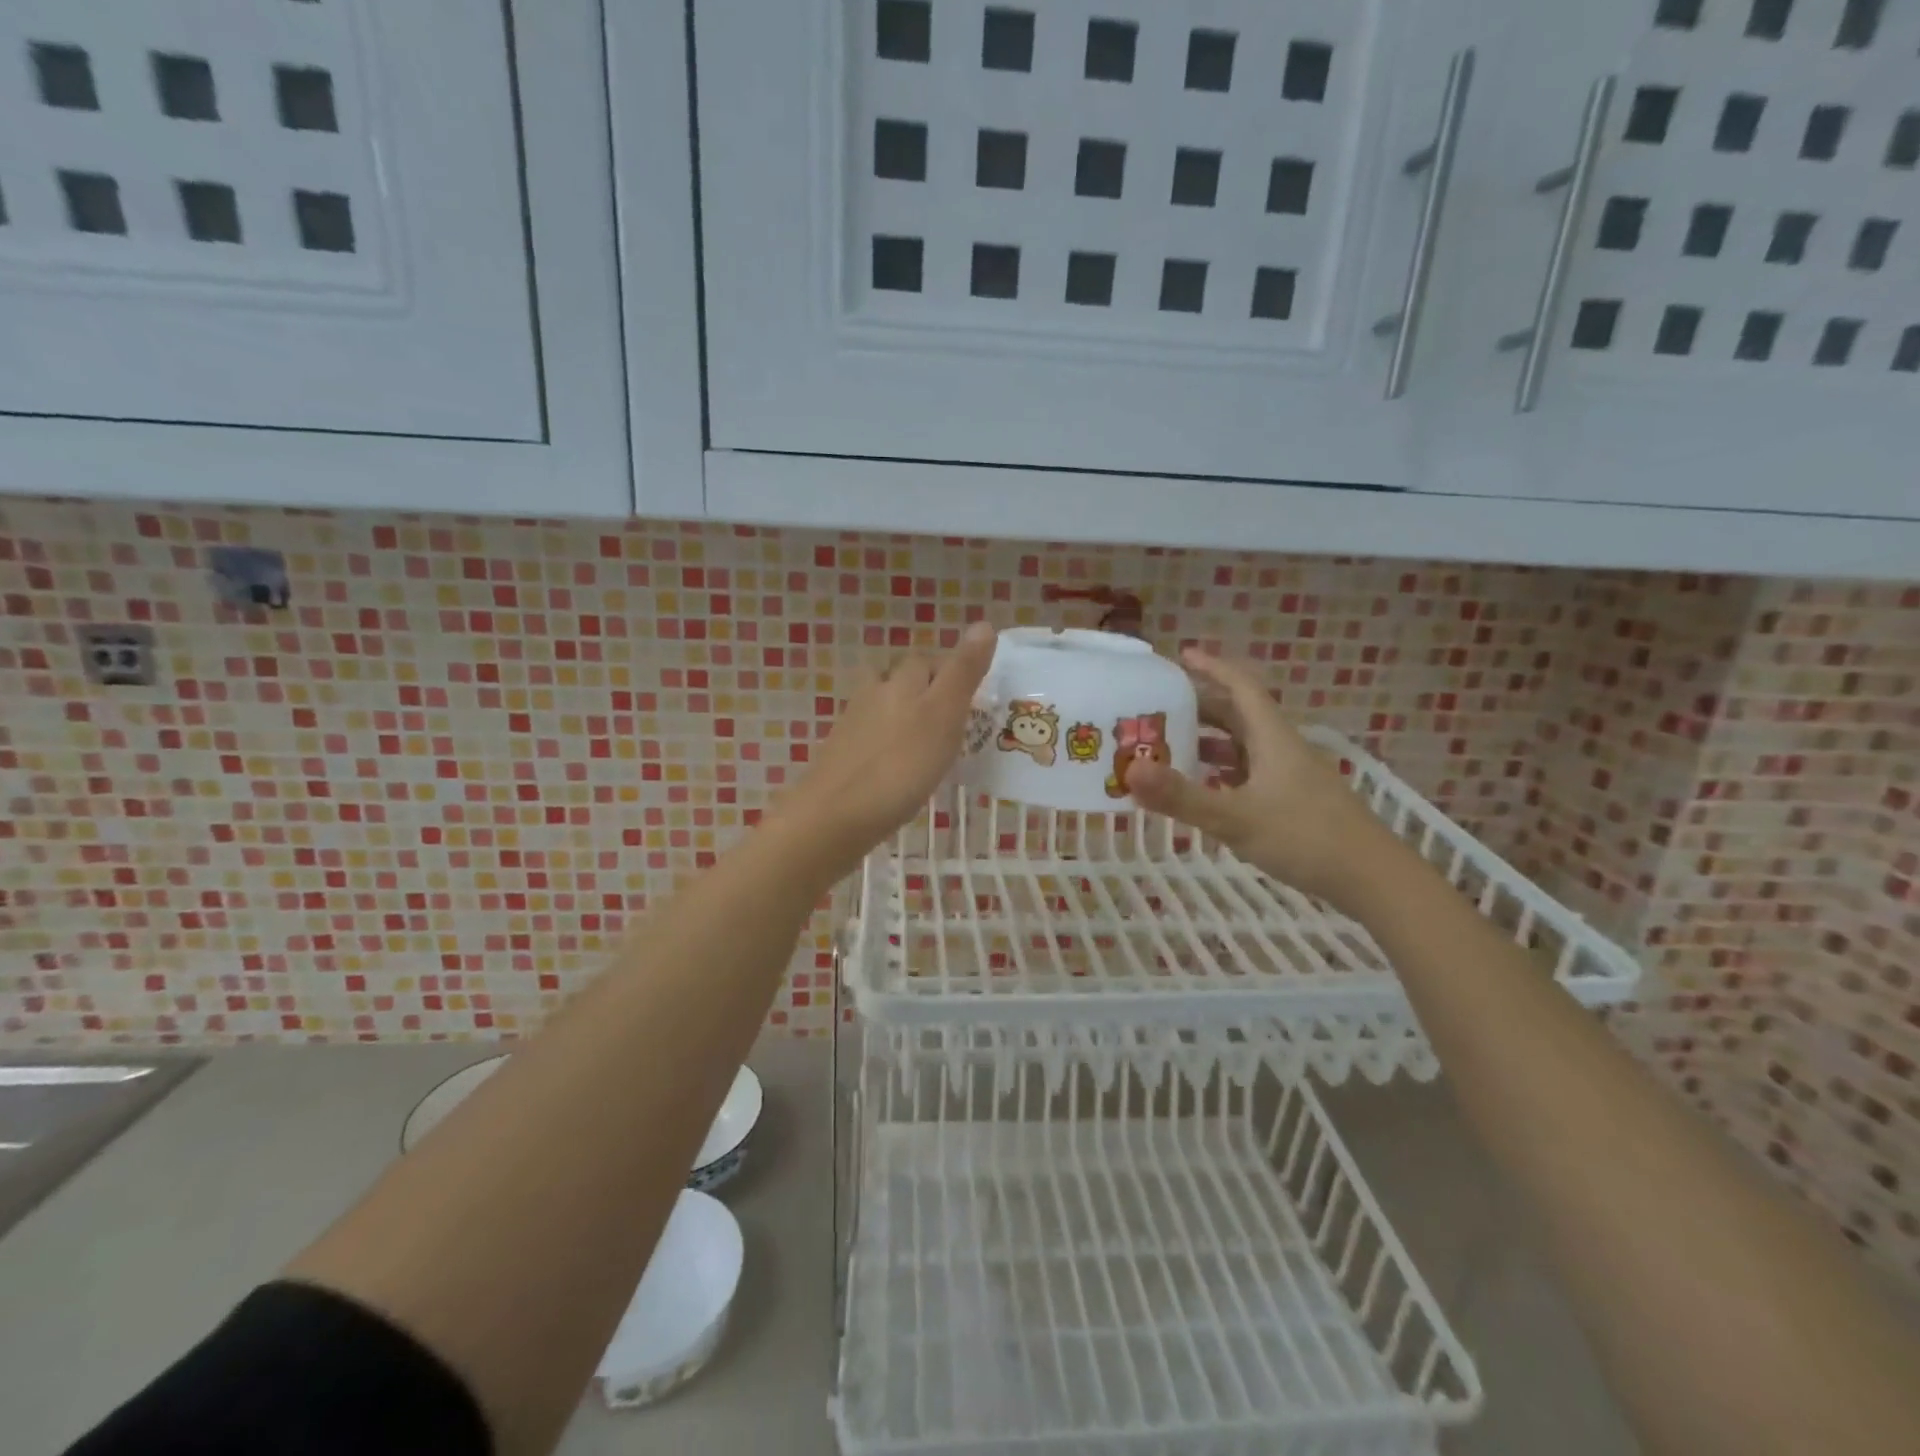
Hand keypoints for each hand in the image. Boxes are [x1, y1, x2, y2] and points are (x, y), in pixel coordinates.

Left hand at [776, 621, 996, 876]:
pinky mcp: (842, 755)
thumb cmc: (901, 765)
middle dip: (928, 691)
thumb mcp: (943, 715)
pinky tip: (901, 768)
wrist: (836, 815)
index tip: (975, 699)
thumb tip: (984, 624)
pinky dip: (890, 745)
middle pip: (903, 679)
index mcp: (901, 680)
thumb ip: (963, 672)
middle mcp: (874, 693)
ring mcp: (853, 724)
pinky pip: (873, 738)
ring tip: (931, 743)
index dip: (953, 672)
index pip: (930, 660)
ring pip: (885, 707)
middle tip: (957, 722)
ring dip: (907, 717)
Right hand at [1125, 650, 1395, 916]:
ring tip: (1171, 748)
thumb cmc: (1306, 838)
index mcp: (1272, 738)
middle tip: (1160, 709)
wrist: (1373, 879)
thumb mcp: (1236, 818)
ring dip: (1210, 742)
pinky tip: (1206, 791)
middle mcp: (1282, 749)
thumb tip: (1130, 770)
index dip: (1212, 668)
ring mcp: (1291, 777)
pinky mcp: (1295, 802)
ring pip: (1244, 747)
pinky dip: (1223, 773)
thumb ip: (1182, 796)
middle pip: (1239, 715)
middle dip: (1200, 708)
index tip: (1181, 656)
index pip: (1241, 687)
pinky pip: (1250, 774)